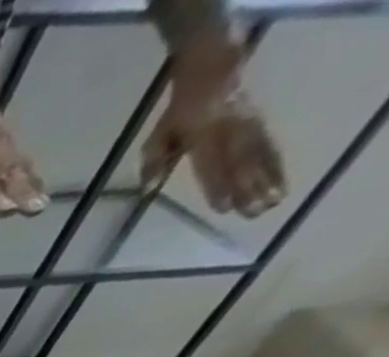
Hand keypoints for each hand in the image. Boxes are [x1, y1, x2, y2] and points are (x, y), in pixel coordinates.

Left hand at [141, 43, 283, 215]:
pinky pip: (270, 146)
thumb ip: (152, 163)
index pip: (210, 167)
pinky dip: (277, 165)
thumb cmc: (177, 115)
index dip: (217, 187)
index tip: (223, 208)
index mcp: (203, 137)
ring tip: (275, 202)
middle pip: (242, 164)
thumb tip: (146, 190)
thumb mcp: (156, 138)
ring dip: (269, 180)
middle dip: (250, 189)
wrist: (213, 73)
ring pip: (261, 157)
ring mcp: (249, 127)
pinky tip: (282, 183)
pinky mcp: (260, 124)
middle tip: (255, 213)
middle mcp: (231, 133)